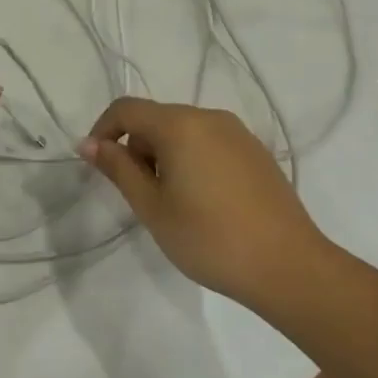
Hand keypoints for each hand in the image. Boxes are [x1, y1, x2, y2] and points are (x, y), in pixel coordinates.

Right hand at [81, 97, 333, 308]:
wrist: (289, 268)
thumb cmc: (209, 238)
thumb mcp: (152, 206)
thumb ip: (118, 168)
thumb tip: (89, 143)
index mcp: (180, 126)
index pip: (126, 109)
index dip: (103, 131)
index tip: (96, 166)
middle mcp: (210, 118)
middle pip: (156, 119)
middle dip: (136, 149)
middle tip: (139, 195)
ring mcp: (238, 134)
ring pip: (183, 132)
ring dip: (164, 157)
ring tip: (172, 203)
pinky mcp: (256, 153)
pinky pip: (209, 144)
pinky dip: (191, 161)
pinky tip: (203, 202)